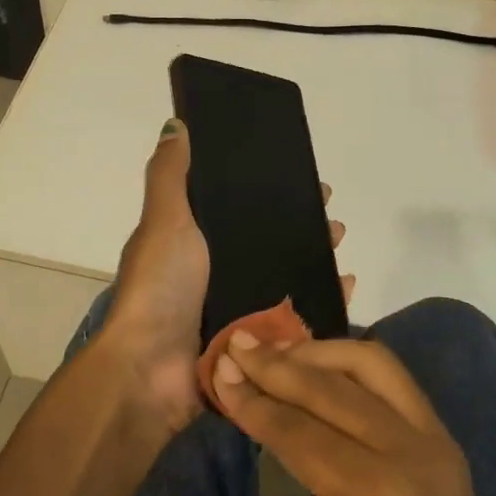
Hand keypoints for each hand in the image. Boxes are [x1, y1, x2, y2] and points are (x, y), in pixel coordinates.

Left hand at [99, 120, 356, 437]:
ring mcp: (237, 309)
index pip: (242, 208)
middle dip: (304, 227)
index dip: (273, 192)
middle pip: (271, 243)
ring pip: (287, 277)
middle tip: (334, 218)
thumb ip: (170, 176)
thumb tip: (176, 124)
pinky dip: (322, 300)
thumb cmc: (160, 288)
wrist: (150, 371)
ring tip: (341, 245)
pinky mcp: (254, 341)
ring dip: (316, 259)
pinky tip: (345, 286)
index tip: (305, 180)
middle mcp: (216, 274)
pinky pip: (296, 316)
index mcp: (194, 243)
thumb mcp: (164, 221)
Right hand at [210, 334, 495, 495]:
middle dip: (279, 365)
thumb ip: (308, 478)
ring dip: (321, 352)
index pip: (299, 428)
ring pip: (373, 364)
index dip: (253, 398)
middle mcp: (410, 450)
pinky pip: (396, 382)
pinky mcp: (447, 440)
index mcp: (373, 491)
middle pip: (332, 386)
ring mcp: (437, 439)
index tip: (219, 369)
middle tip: (239, 347)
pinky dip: (353, 367)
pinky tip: (322, 366)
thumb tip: (287, 422)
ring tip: (279, 352)